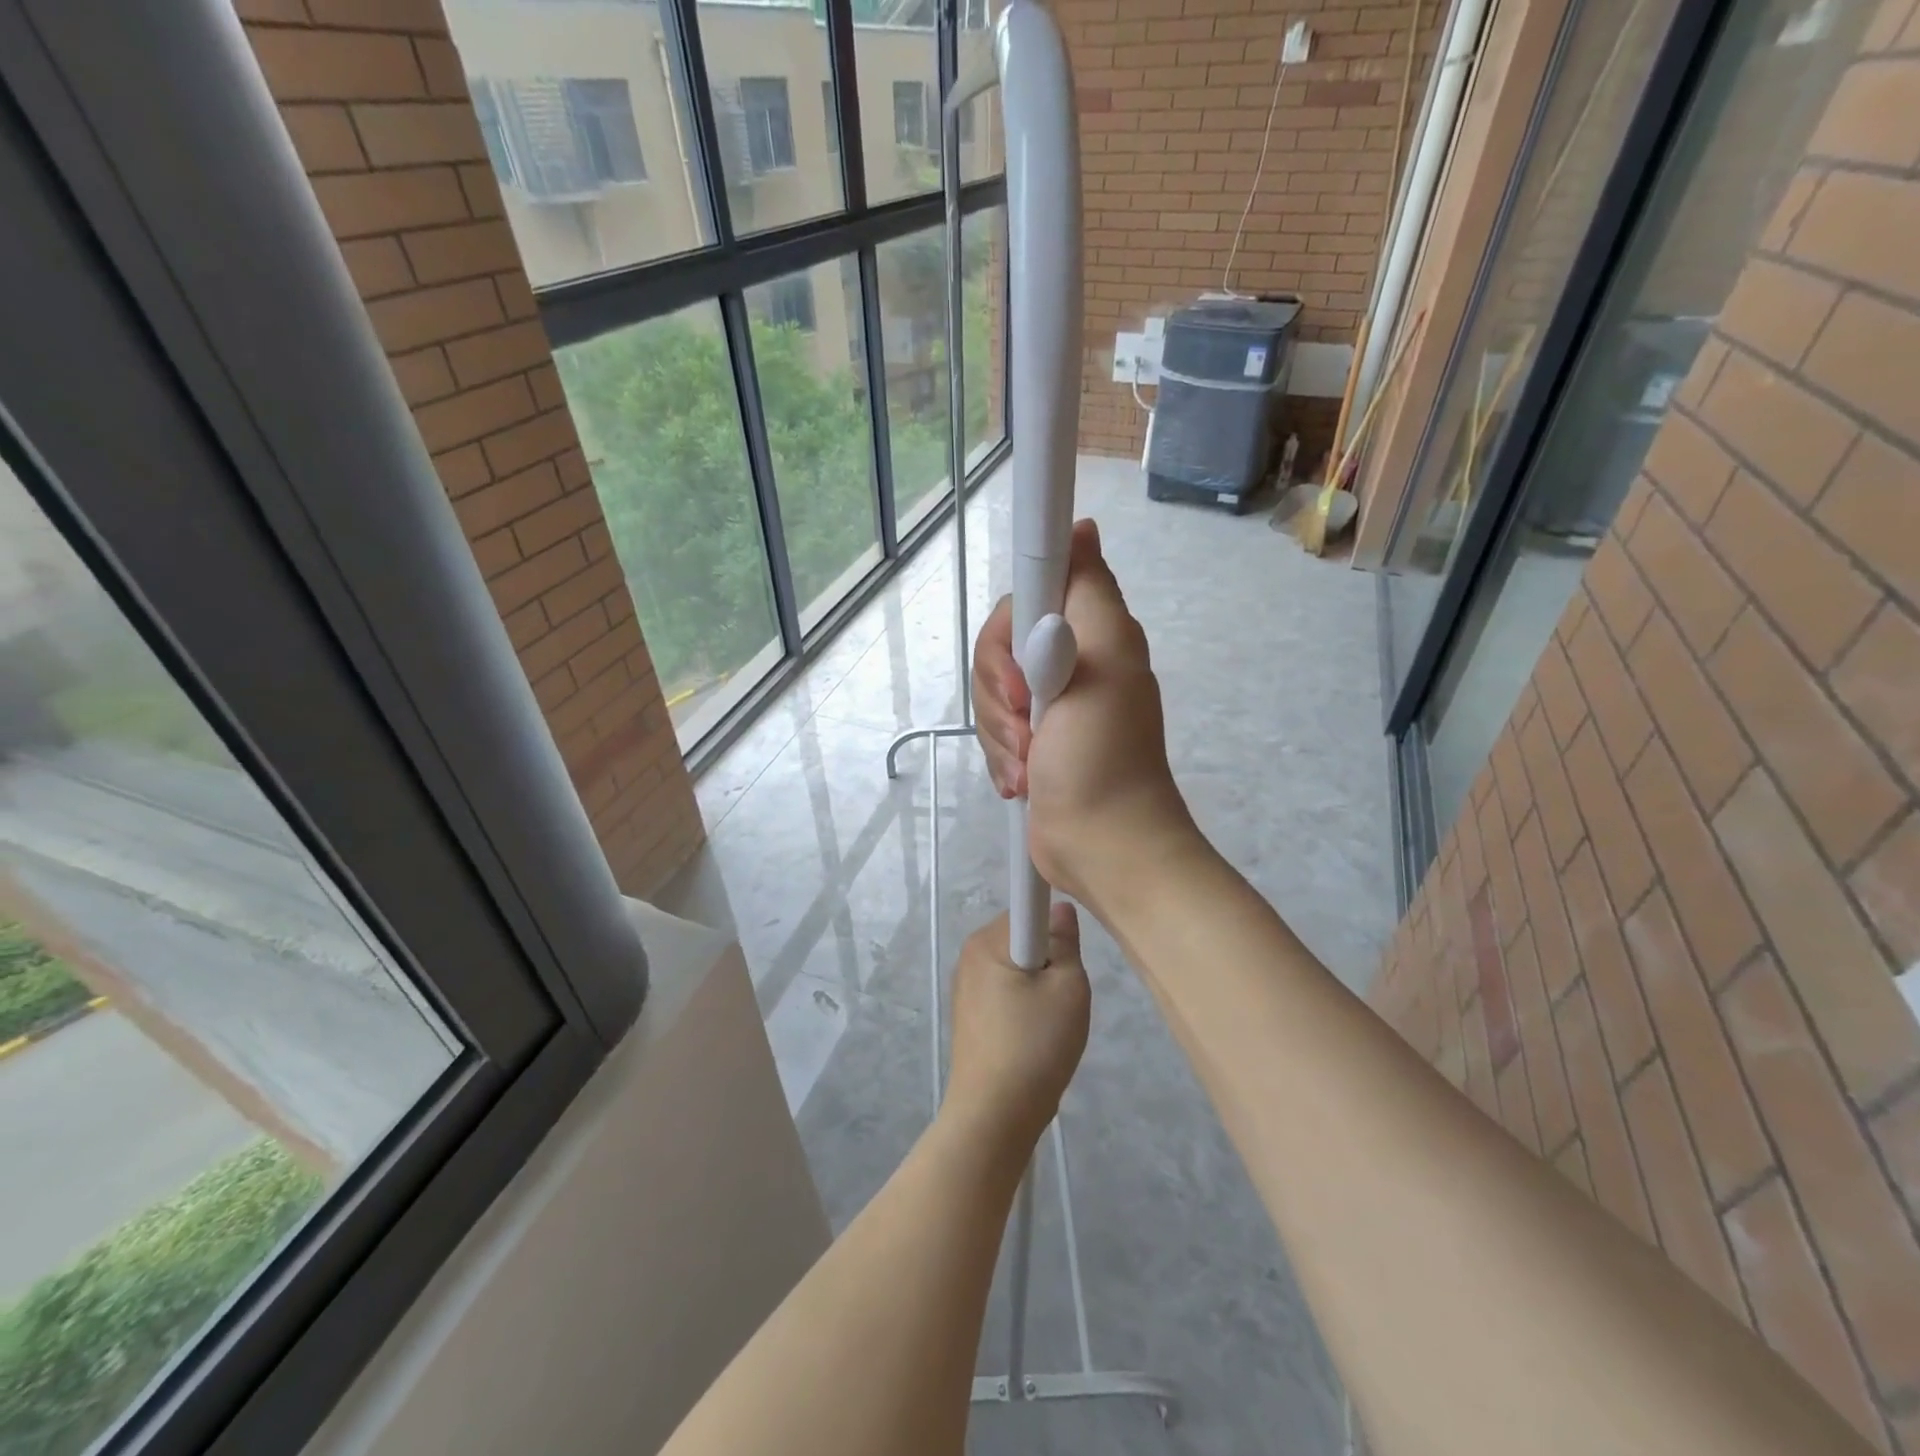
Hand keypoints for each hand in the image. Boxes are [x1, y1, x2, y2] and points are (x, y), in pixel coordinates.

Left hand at [944, 907, 1090, 1153]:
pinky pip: (1006, 994)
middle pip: (1023, 939)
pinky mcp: (969, 1016)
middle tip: (1065, 997)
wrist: (994, 1116)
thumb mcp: (1068, 988)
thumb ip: (1066, 942)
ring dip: (1040, 988)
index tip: (1070, 954)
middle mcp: (969, 956)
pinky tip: (1033, 1040)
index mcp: (987, 941)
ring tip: (1050, 1025)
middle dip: (1050, 960)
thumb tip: (1060, 909)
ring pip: (1017, 969)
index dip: (1055, 925)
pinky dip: (1025, 1009)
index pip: (1028, 908)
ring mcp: (966, 988)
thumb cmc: (1034, 1045)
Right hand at [1014, 525, 1193, 915]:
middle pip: (998, 645)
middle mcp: (1066, 660)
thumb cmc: (1103, 755)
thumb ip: (1088, 592)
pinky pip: (991, 729)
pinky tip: (1023, 780)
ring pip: (988, 691)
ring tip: (1029, 763)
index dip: (1013, 623)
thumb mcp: (1104, 662)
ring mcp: (1045, 705)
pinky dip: (1001, 756)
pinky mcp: (1027, 741)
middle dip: (1000, 690)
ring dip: (1001, 733)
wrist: (1101, 845)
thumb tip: (1081, 528)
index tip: (1020, 667)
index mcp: (1089, 633)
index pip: (1029, 591)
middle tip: (1028, 722)